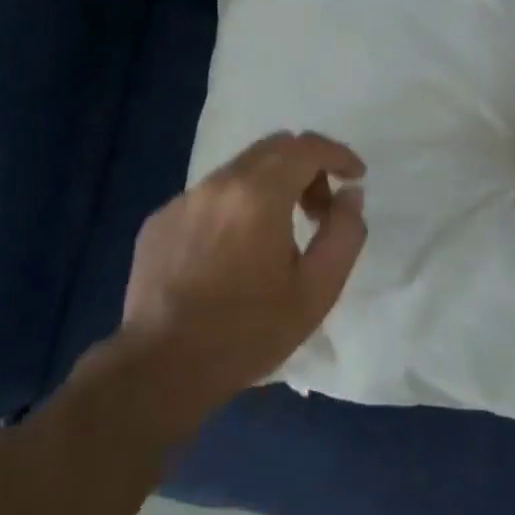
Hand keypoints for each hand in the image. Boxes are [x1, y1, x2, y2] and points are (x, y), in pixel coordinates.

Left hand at [115, 132, 367, 425]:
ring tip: (276, 237)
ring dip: (269, 188)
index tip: (355, 177)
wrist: (161, 367)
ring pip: (239, 171)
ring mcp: (184, 199)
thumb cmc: (248, 332)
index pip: (306, 147)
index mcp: (259, 194)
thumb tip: (349, 195)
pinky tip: (232, 255)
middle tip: (319, 211)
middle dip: (306, 167)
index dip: (338, 154)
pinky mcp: (160, 220)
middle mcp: (218, 183)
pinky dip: (234, 208)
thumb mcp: (317, 290)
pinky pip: (209, 197)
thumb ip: (344, 233)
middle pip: (273, 148)